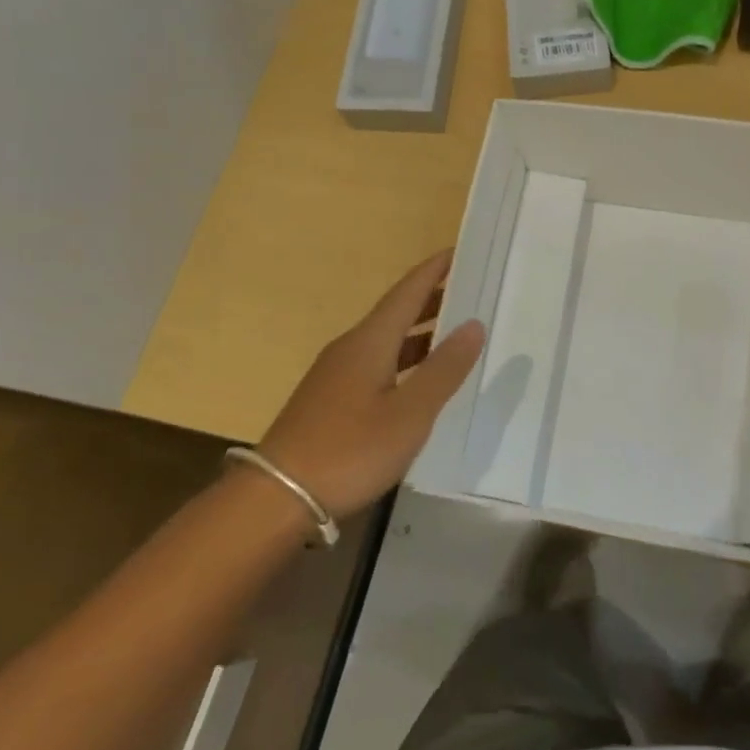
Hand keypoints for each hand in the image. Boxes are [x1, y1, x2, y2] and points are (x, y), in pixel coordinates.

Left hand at [258, 251, 485, 517]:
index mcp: (370, 341)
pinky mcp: (330, 400)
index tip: (460, 251)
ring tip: (455, 333)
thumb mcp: (409, 413)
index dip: (434, 270)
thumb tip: (473, 324)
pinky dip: (404, 360)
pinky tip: (418, 381)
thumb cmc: (350, 450)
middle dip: (432, 299)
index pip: (407, 291)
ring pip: (386, 340)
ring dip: (420, 332)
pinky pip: (377, 363)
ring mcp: (336, 374)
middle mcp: (351, 348)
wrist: (276, 498)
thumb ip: (444, 369)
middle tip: (470, 291)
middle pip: (396, 312)